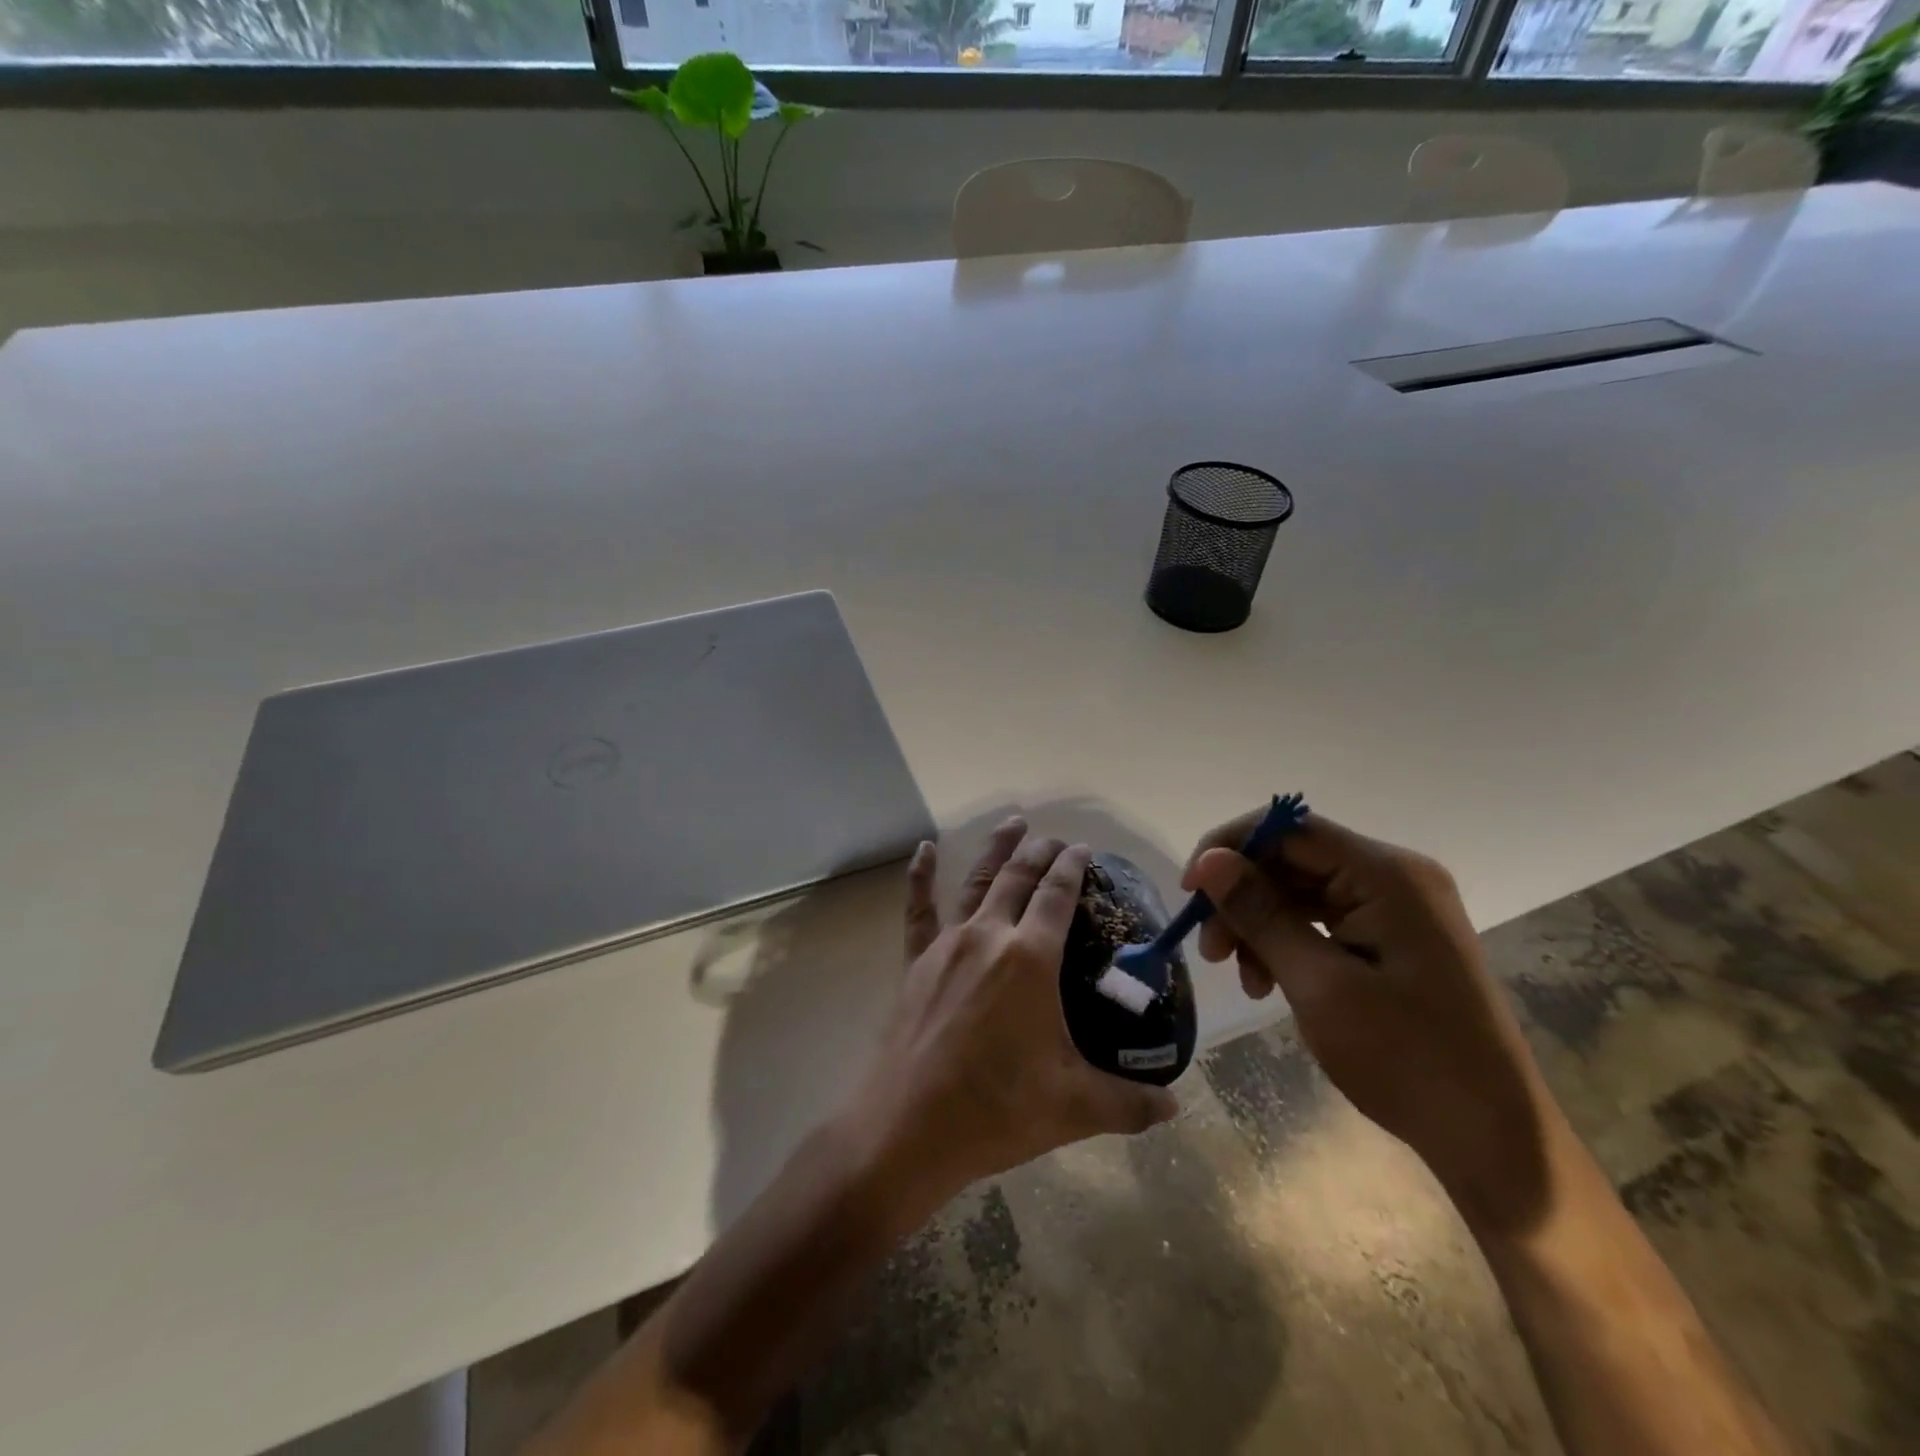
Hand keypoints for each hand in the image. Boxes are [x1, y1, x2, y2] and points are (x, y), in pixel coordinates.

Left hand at [840, 818, 1178, 1217]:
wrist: (909, 1128)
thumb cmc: (997, 1109)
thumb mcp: (1075, 1107)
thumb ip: (1129, 1103)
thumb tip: (1175, 1107)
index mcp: (1030, 958)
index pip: (1058, 896)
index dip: (1073, 867)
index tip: (1085, 849)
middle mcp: (989, 936)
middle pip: (1018, 878)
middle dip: (1040, 852)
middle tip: (1056, 838)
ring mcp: (947, 945)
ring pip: (976, 881)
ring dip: (997, 849)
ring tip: (1013, 823)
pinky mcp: (916, 962)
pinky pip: (918, 909)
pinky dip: (921, 876)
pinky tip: (925, 849)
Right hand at [1184, 811, 1556, 1231]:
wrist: (1493, 1139)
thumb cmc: (1406, 1059)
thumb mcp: (1319, 984)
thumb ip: (1260, 914)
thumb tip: (1208, 861)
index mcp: (1387, 875)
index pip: (1289, 829)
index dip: (1229, 850)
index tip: (1189, 893)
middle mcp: (1395, 878)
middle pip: (1292, 861)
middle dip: (1242, 899)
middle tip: (1209, 951)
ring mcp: (1398, 908)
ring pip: (1301, 892)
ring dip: (1260, 926)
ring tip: (1241, 977)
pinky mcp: (1395, 939)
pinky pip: (1324, 921)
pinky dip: (1287, 944)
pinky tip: (1269, 983)